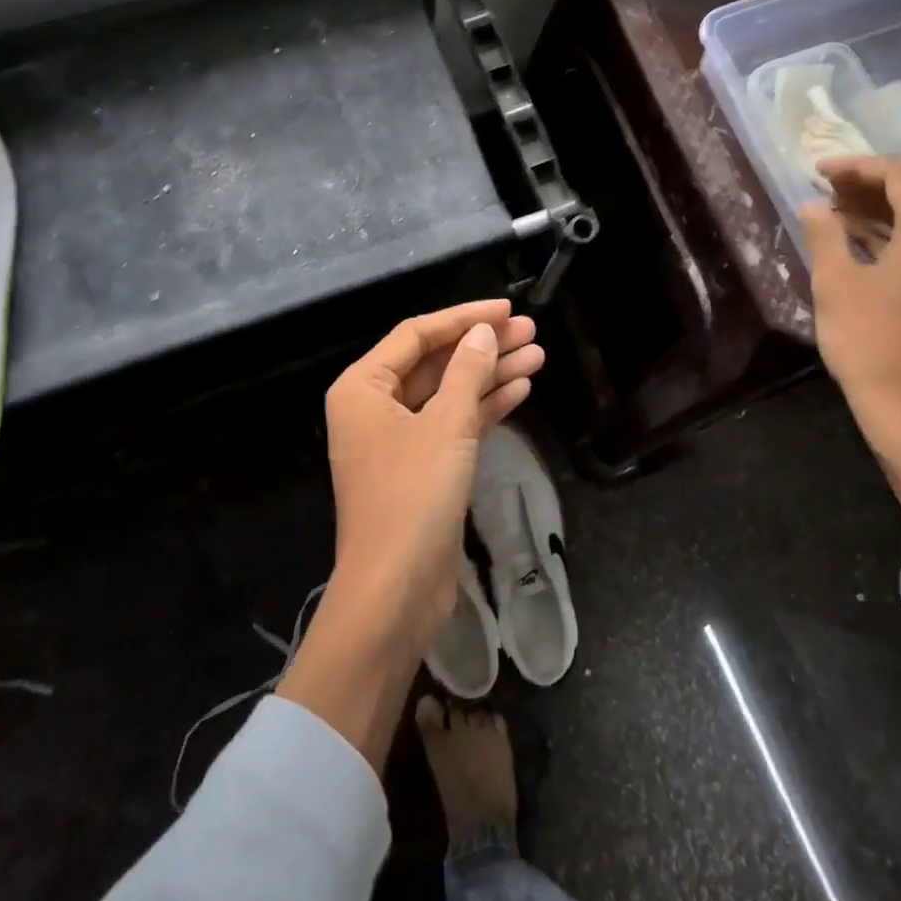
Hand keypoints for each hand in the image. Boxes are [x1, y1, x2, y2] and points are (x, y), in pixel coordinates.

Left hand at [325, 299, 542, 635]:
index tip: (507, 309)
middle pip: (435, 362)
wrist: (395, 590)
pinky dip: (484, 408)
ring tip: (538, 355)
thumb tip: (483, 332)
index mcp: (363, 387)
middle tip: (531, 331)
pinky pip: (454, 424)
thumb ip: (467, 371)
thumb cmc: (413, 496)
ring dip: (490, 375)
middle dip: (482, 346)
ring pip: (449, 393)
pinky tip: (520, 390)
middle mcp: (375, 407)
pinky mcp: (421, 468)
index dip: (464, 317)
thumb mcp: (446, 425)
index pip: (417, 334)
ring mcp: (399, 439)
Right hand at [799, 157, 900, 525]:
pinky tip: (867, 240)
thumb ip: (825, 234)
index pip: (900, 177)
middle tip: (833, 190)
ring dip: (890, 208)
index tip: (820, 171)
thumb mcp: (835, 282)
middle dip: (876, 184)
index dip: (857, 167)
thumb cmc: (868, 340)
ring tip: (842, 212)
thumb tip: (814, 205)